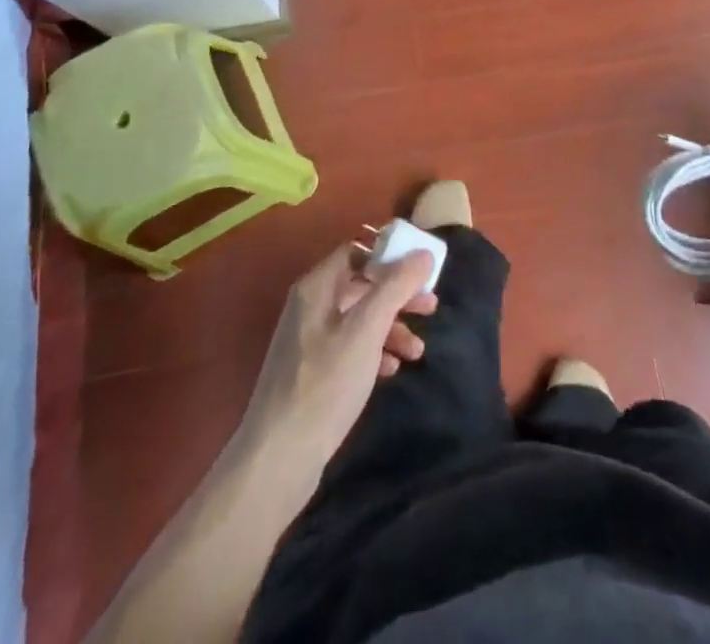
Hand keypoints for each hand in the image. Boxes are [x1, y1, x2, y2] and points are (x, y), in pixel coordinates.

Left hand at [241, 244, 437, 471]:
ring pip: (359, 319)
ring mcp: (309, 341)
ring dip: (391, 327)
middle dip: (398, 295)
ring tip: (418, 350)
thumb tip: (423, 253)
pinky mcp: (312, 373)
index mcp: (316, 288)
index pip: (356, 252)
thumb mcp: (367, 330)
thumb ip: (396, 287)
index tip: (421, 269)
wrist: (279, 458)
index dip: (389, 256)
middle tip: (431, 307)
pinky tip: (392, 370)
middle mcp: (310, 307)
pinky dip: (375, 351)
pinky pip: (350, 347)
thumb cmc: (326, 384)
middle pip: (361, 286)